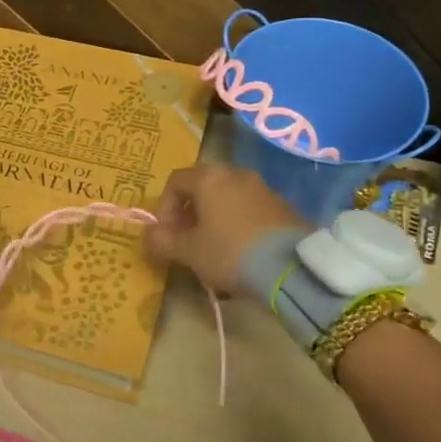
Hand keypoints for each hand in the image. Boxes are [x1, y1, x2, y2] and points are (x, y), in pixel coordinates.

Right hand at [143, 163, 301, 294]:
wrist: (292, 267)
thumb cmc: (230, 252)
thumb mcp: (189, 251)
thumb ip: (162, 240)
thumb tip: (148, 234)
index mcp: (209, 178)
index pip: (175, 181)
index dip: (164, 207)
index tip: (166, 234)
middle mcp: (236, 174)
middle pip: (203, 186)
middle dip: (190, 212)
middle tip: (186, 240)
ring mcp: (263, 188)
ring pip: (228, 198)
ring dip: (215, 219)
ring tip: (213, 249)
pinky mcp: (284, 207)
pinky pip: (250, 210)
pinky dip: (238, 224)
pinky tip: (240, 252)